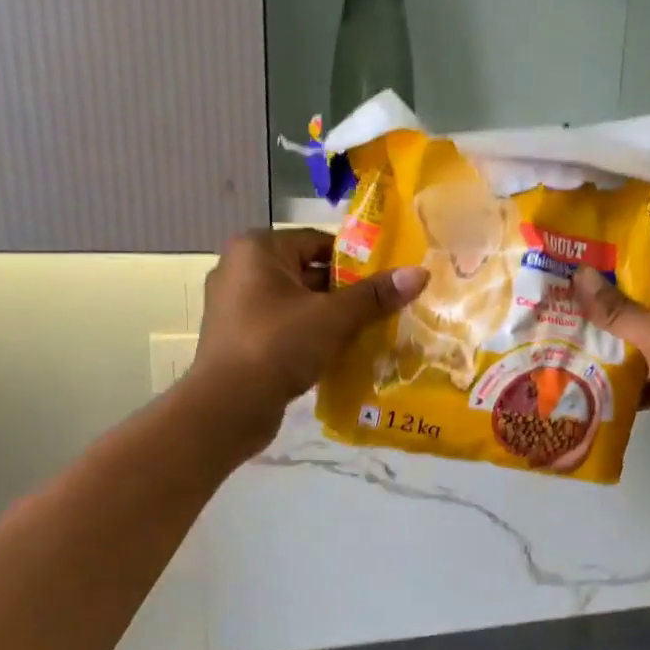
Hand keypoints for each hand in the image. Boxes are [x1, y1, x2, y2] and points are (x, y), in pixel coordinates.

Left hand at [190, 229, 427, 455]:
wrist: (228, 407)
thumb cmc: (278, 345)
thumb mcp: (333, 317)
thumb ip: (375, 295)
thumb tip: (421, 273)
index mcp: (257, 249)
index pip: (318, 241)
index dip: (356, 260)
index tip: (386, 281)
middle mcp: (240, 269)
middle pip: (308, 272)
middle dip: (346, 291)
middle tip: (384, 308)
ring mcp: (236, 306)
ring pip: (298, 303)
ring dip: (330, 317)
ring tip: (370, 331)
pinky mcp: (238, 338)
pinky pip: (284, 326)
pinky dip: (310, 335)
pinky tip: (340, 353)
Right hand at [574, 258, 649, 476]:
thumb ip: (619, 310)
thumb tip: (580, 275)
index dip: (616, 260)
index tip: (577, 264)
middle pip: (645, 299)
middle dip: (606, 305)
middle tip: (563, 303)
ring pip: (645, 335)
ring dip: (614, 342)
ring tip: (570, 339)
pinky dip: (629, 375)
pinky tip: (594, 380)